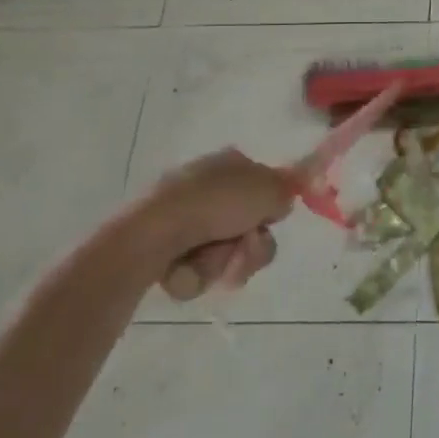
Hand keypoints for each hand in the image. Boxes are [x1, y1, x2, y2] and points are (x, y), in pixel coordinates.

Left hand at [123, 149, 295, 301]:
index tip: (269, 221)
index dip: (271, 208)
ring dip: (226, 262)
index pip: (264, 187)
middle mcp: (207, 187)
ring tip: (209, 261)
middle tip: (245, 249)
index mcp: (230, 164)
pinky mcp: (166, 249)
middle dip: (251, 246)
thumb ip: (286, 192)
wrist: (153, 235)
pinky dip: (198, 273)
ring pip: (227, 252)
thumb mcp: (267, 190)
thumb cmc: (214, 204)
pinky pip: (199, 269)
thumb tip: (282, 200)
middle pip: (249, 226)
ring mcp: (185, 219)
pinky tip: (187, 267)